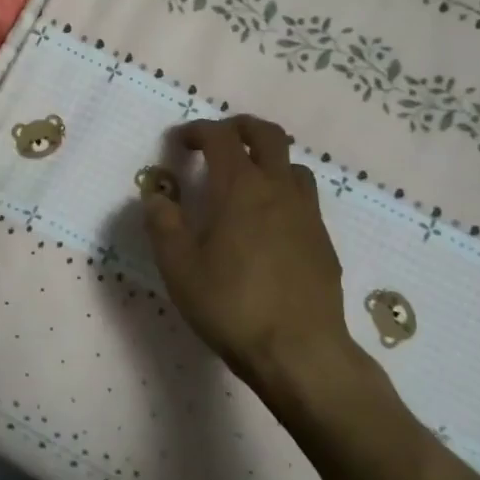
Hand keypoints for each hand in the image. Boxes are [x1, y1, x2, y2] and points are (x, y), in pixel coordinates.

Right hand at [144, 116, 364, 401]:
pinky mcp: (323, 240)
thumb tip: (156, 195)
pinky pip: (304, 198)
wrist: (301, 352)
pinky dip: (283, 192)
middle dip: (239, 127)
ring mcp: (307, 213)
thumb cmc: (232, 305)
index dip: (197, 131)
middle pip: (267, 134)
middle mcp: (278, 189)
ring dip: (267, 159)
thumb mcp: (179, 268)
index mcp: (240, 187)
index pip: (220, 137)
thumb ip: (163, 224)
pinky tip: (269, 224)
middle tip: (218, 140)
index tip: (179, 142)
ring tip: (246, 180)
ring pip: (292, 164)